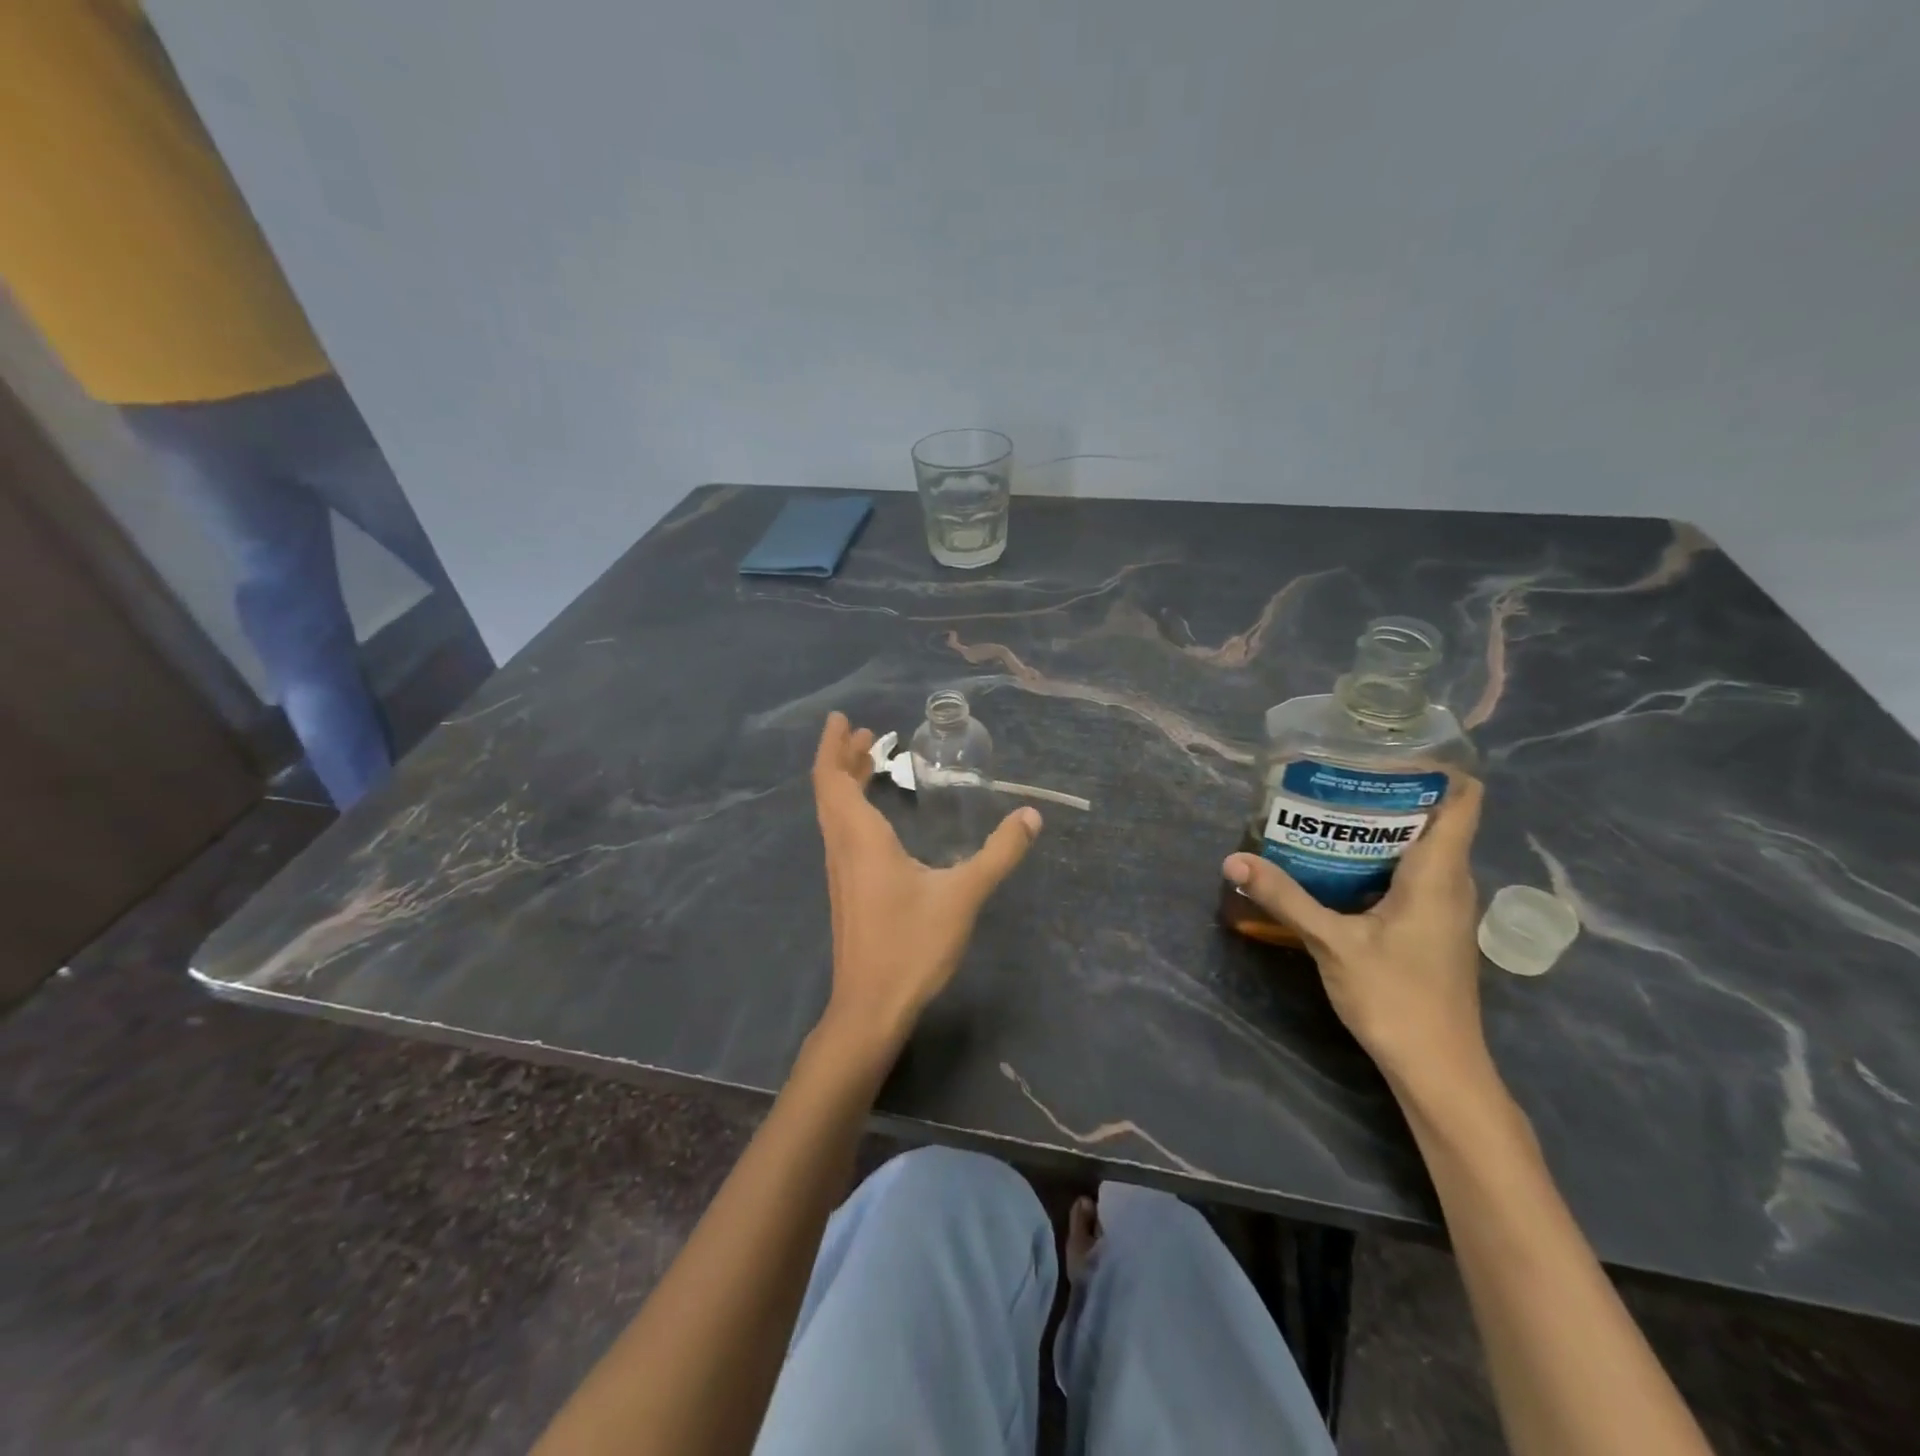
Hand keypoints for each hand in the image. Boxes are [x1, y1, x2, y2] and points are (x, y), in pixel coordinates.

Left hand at [811, 712, 1041, 1054]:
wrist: (870, 1007)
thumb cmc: (911, 946)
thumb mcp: (963, 896)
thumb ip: (998, 854)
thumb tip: (1030, 816)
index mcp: (860, 839)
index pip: (832, 780)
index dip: (833, 746)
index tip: (843, 719)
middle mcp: (842, 849)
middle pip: (829, 791)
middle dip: (843, 757)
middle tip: (867, 734)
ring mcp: (840, 872)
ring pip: (834, 813)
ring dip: (846, 782)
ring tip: (872, 762)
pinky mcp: (846, 891)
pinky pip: (841, 833)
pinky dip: (852, 808)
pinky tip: (877, 818)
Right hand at [1222, 776, 1488, 1091]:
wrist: (1437, 1068)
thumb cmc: (1396, 997)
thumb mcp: (1332, 943)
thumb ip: (1285, 897)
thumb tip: (1234, 860)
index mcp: (1440, 873)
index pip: (1463, 798)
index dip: (1437, 766)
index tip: (1387, 749)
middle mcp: (1451, 882)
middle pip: (1435, 816)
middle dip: (1389, 791)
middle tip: (1334, 775)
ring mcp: (1444, 907)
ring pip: (1422, 847)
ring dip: (1381, 826)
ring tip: (1327, 810)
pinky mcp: (1431, 927)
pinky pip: (1412, 874)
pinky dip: (1379, 857)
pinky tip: (1336, 864)